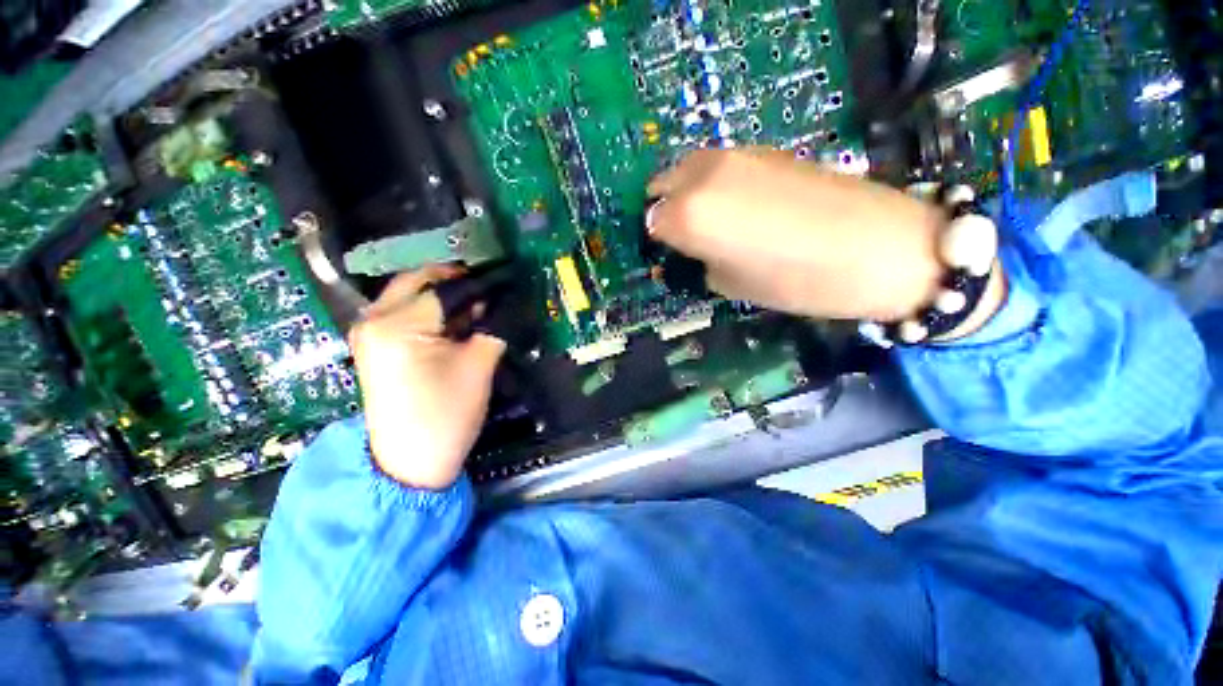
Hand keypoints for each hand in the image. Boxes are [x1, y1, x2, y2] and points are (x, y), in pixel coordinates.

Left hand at [347, 266, 505, 488]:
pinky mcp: (374, 345)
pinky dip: (431, 311)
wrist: (410, 462)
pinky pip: (404, 312)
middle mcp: (373, 319)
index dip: (479, 287)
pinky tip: (454, 325)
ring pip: (411, 295)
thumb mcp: (478, 365)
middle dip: (457, 283)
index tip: (505, 288)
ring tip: (476, 310)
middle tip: (489, 294)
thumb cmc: (446, 414)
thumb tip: (496, 302)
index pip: (444, 288)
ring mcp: (368, 332)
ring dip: (444, 297)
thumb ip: (490, 325)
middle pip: (419, 282)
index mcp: (397, 324)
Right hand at [647, 148, 1002, 325]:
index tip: (672, 256)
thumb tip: (692, 251)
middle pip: (663, 185)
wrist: (878, 246)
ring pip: (690, 168)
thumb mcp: (731, 284)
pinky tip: (740, 205)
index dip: (660, 243)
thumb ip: (700, 262)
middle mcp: (704, 175)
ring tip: (710, 220)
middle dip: (666, 209)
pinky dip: (715, 183)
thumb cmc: (795, 280)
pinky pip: (720, 165)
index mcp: (689, 214)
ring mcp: (736, 155)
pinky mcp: (765, 149)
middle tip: (683, 236)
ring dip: (688, 192)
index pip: (651, 223)